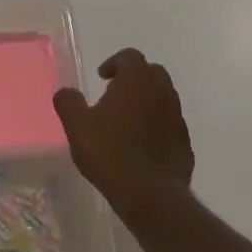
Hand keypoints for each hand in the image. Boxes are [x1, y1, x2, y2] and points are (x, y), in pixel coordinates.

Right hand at [53, 49, 194, 222]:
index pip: (130, 56)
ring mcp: (177, 118)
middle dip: (134, 78)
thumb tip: (66, 92)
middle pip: (152, 73)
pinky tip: (140, 145)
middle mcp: (162, 92)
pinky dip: (156, 126)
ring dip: (146, 102)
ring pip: (163, 98)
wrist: (150, 194)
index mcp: (137, 81)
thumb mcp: (76, 126)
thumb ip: (68, 102)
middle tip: (114, 95)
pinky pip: (169, 124)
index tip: (102, 78)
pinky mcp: (185, 142)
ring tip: (126, 122)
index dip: (114, 63)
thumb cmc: (110, 152)